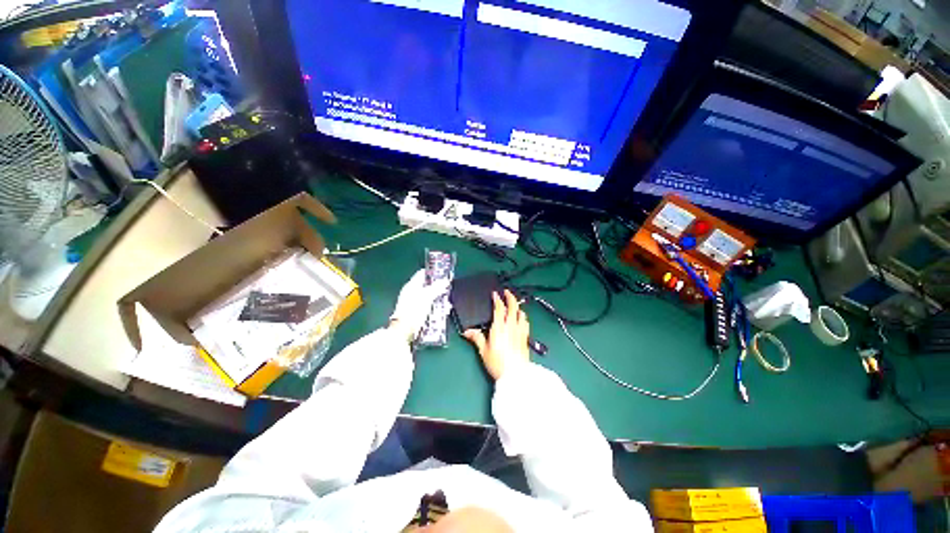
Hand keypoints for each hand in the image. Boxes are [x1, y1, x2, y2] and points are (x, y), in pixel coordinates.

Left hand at [389, 269, 449, 342]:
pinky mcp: (416, 313)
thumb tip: (445, 280)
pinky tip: (442, 313)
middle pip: (428, 287)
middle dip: (439, 290)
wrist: (403, 332)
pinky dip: (435, 309)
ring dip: (439, 301)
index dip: (433, 273)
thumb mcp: (427, 297)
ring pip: (429, 298)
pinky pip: (428, 308)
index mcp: (411, 286)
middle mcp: (411, 293)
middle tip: (447, 292)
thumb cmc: (414, 311)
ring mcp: (413, 304)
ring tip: (446, 306)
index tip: (444, 275)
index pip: (422, 274)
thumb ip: (437, 288)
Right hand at [463, 290, 529, 380]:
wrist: (515, 375)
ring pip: (521, 313)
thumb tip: (468, 332)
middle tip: (507, 292)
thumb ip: (476, 338)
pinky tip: (521, 319)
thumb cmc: (497, 363)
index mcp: (499, 327)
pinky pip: (525, 322)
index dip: (497, 299)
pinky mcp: (525, 337)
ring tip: (514, 305)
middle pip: (513, 306)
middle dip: (510, 296)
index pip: (499, 308)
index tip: (495, 294)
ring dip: (517, 306)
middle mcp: (511, 326)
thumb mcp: (483, 351)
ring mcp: (520, 331)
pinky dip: (523, 317)